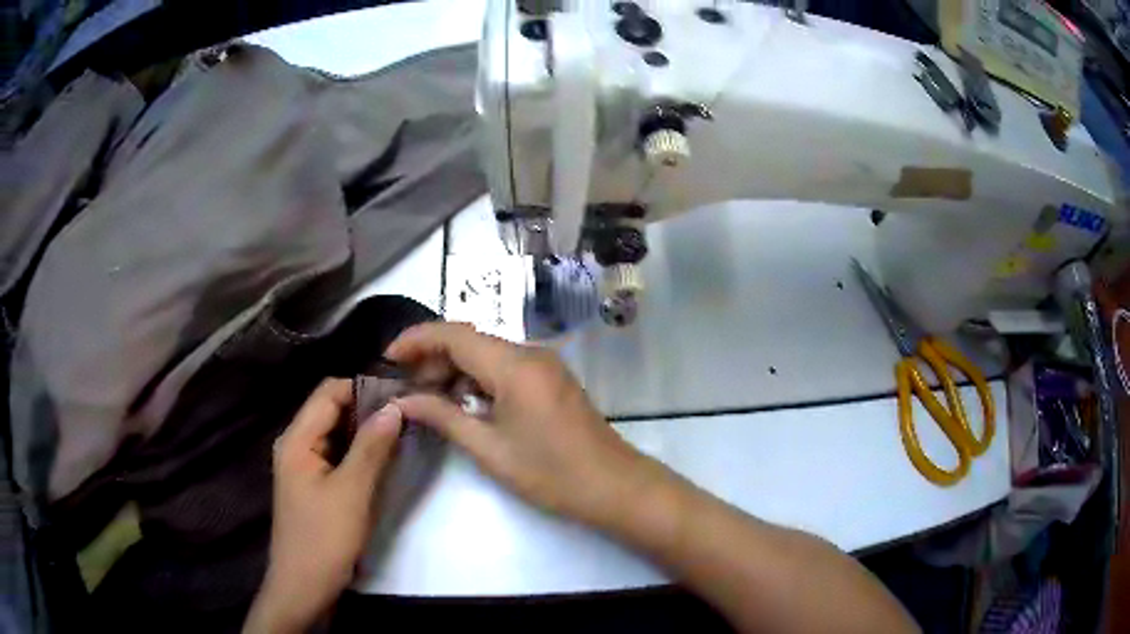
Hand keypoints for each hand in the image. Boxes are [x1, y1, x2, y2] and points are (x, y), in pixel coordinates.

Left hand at [245, 379, 402, 633]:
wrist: (304, 588)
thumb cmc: (323, 539)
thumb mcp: (351, 493)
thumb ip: (371, 448)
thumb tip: (395, 407)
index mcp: (297, 440)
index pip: (329, 392)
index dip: (364, 388)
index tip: (402, 396)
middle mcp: (297, 445)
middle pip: (332, 411)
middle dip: (369, 410)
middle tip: (410, 416)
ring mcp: (305, 467)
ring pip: (338, 436)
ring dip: (367, 434)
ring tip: (404, 435)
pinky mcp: (315, 486)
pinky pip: (339, 458)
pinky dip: (361, 455)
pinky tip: (386, 462)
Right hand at [388, 323, 663, 528]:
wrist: (613, 485)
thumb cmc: (550, 473)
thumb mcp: (488, 448)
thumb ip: (443, 416)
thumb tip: (402, 401)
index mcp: (514, 364)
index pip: (453, 334)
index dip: (415, 339)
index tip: (386, 358)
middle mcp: (530, 352)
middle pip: (469, 340)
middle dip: (432, 359)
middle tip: (405, 390)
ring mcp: (544, 364)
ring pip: (487, 353)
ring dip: (454, 370)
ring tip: (427, 400)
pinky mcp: (550, 378)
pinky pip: (505, 367)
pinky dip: (478, 379)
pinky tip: (462, 403)